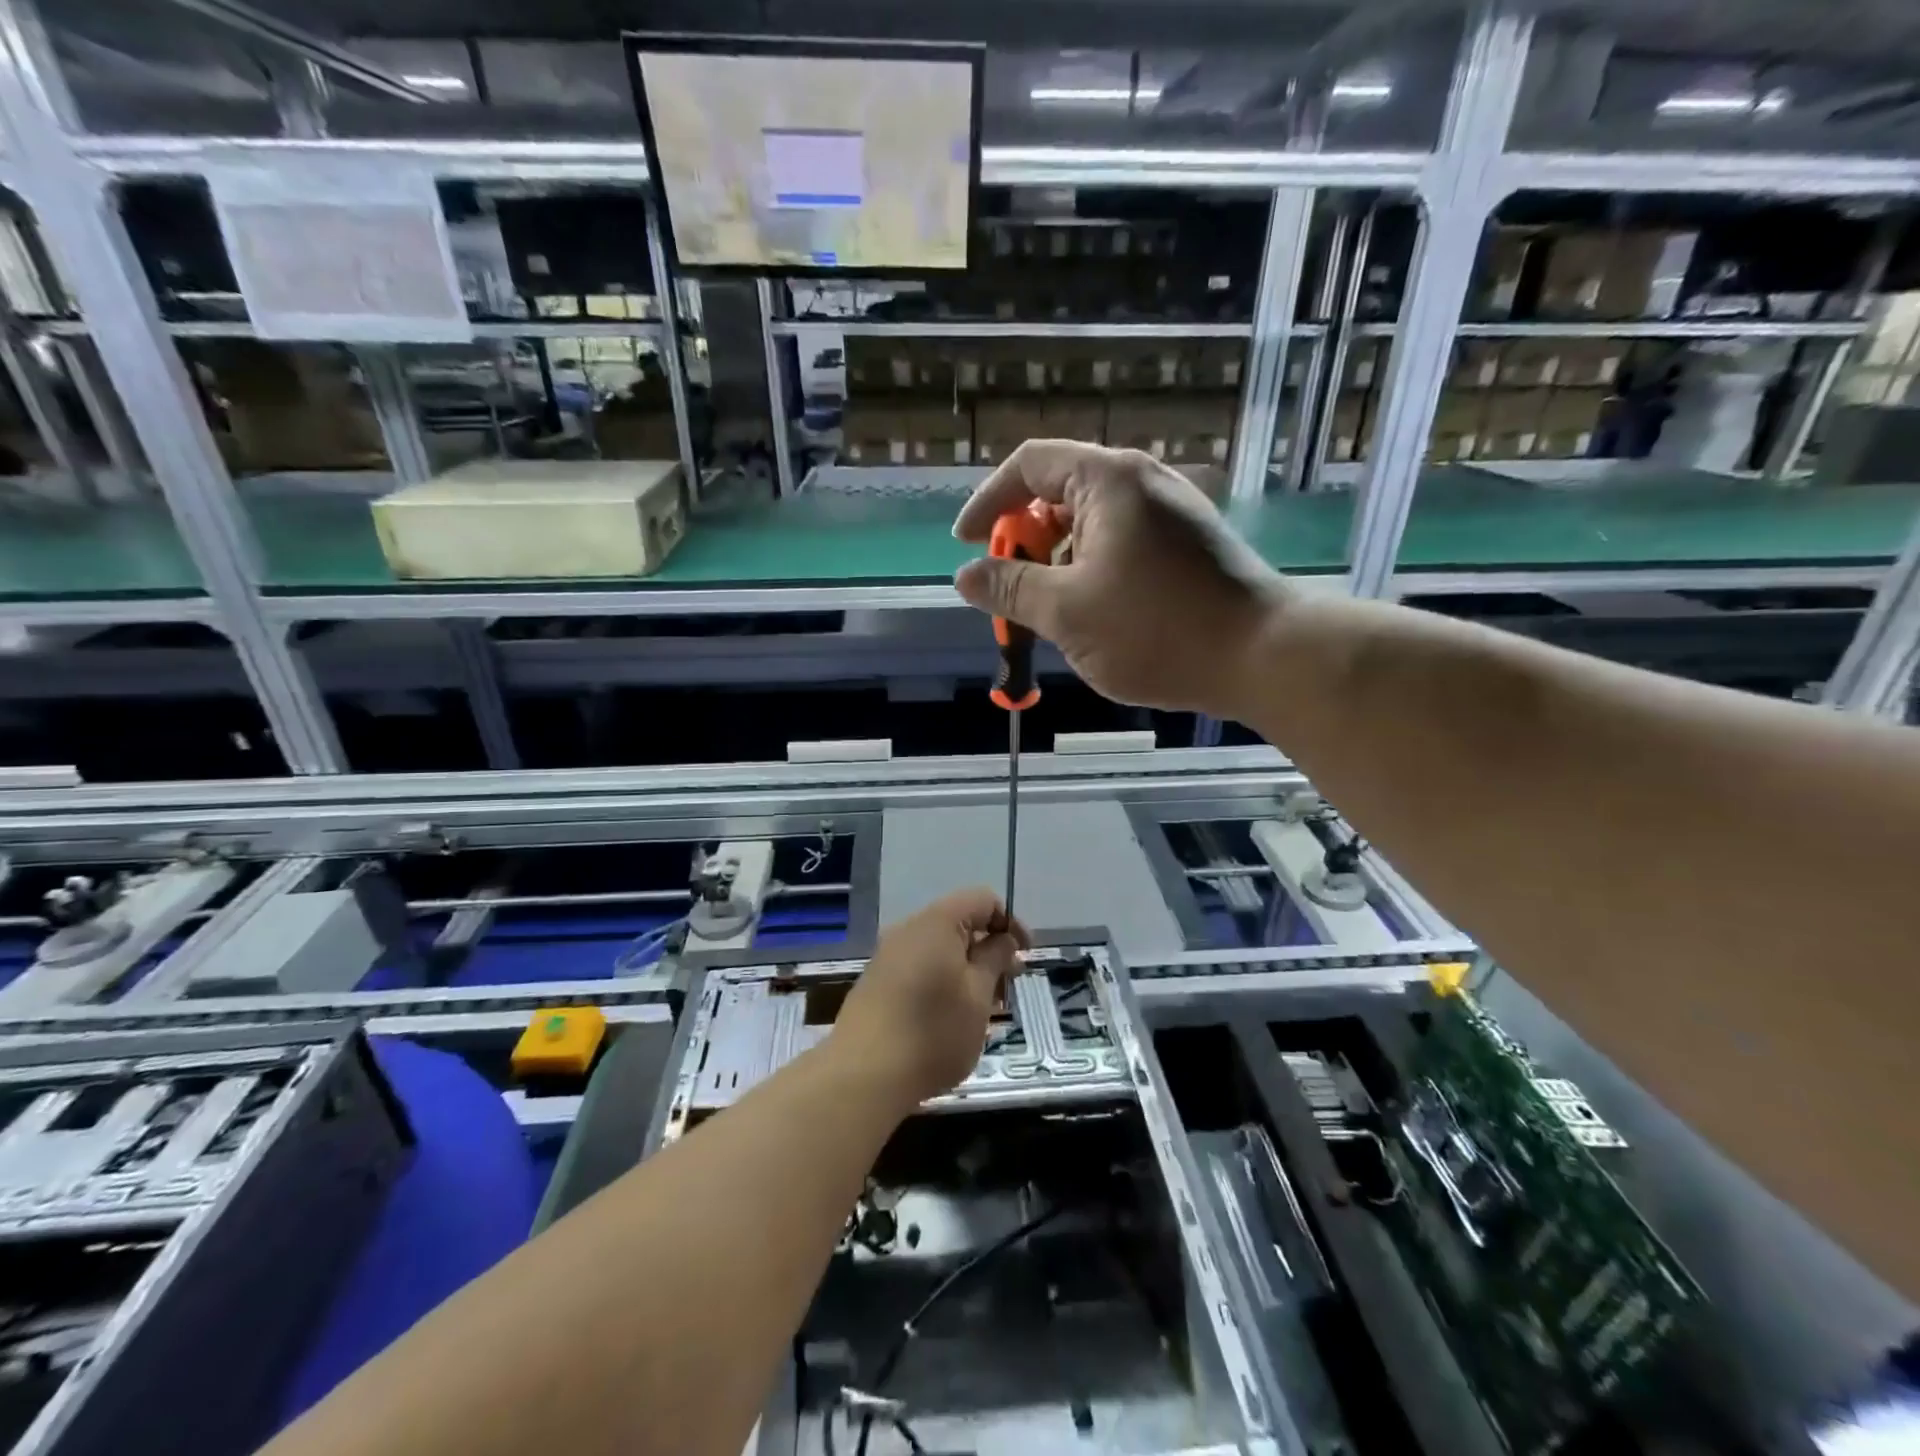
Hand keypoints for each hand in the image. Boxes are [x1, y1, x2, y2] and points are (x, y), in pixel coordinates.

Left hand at [831, 888, 1028, 1107]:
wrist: (863, 1075)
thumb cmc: (932, 1032)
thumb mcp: (978, 996)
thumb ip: (995, 959)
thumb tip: (1003, 938)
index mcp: (937, 922)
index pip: (982, 900)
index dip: (1009, 922)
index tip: (1024, 956)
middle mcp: (909, 930)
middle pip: (959, 923)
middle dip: (989, 950)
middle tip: (1008, 987)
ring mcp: (889, 956)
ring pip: (940, 949)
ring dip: (968, 970)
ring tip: (984, 1009)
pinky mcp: (878, 982)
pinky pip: (920, 967)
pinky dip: (944, 981)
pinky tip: (952, 1017)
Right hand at [952, 439, 1285, 715]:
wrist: (1264, 656)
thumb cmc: (1157, 630)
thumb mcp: (1066, 612)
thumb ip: (1010, 588)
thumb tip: (966, 575)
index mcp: (1108, 480)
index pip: (1028, 465)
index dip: (988, 502)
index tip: (966, 545)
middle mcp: (1142, 481)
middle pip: (1059, 493)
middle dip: (1024, 541)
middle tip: (1011, 592)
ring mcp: (1172, 511)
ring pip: (1092, 524)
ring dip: (1058, 562)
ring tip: (1051, 614)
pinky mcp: (1190, 543)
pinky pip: (1123, 543)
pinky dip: (1093, 570)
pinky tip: (1095, 616)